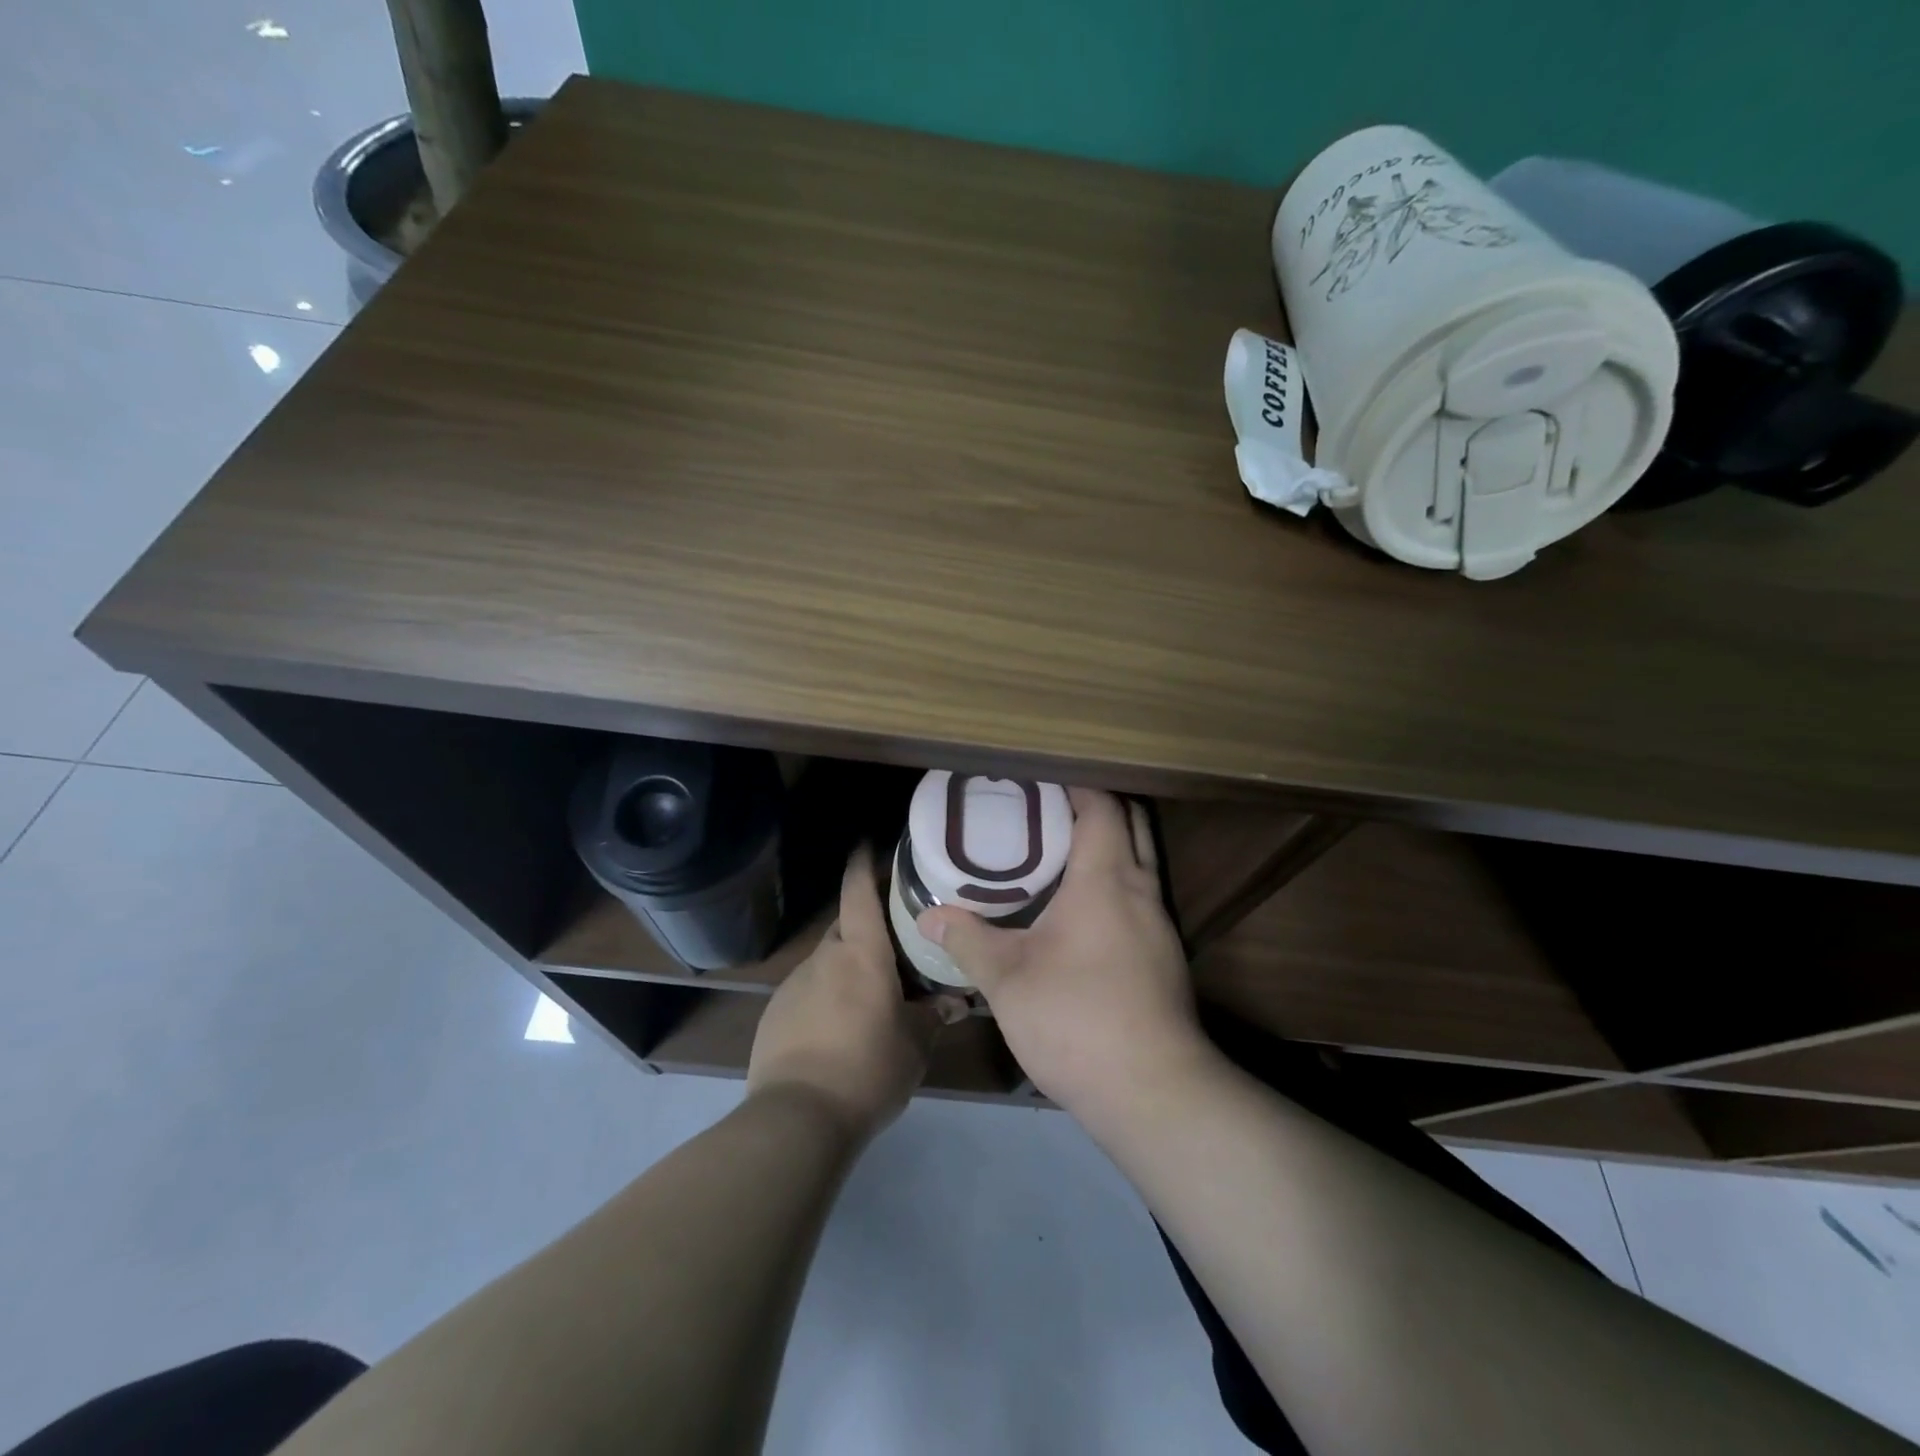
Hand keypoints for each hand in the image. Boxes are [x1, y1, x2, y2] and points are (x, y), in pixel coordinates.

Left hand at [748, 844, 963, 1138]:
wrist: (797, 1117)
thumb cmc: (868, 1069)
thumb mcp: (914, 1045)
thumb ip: (933, 1016)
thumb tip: (956, 1002)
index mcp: (861, 953)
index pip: (858, 892)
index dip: (863, 864)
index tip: (867, 844)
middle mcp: (824, 957)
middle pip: (846, 926)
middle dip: (866, 927)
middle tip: (893, 943)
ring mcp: (794, 984)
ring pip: (827, 961)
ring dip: (847, 967)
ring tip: (869, 995)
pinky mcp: (774, 1014)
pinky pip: (808, 991)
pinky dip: (825, 996)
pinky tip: (838, 1029)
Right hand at [916, 788, 1211, 1120]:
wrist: (1153, 1091)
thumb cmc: (1077, 1018)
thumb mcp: (1007, 978)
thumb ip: (968, 940)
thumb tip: (929, 917)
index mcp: (1106, 879)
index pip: (1102, 807)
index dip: (1074, 785)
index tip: (1037, 782)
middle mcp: (1141, 890)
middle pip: (1130, 824)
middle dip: (1094, 808)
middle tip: (1044, 812)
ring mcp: (1159, 925)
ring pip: (1138, 862)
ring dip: (1106, 847)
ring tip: (1055, 856)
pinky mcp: (1164, 957)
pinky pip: (1139, 897)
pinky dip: (1112, 884)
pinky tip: (1078, 913)